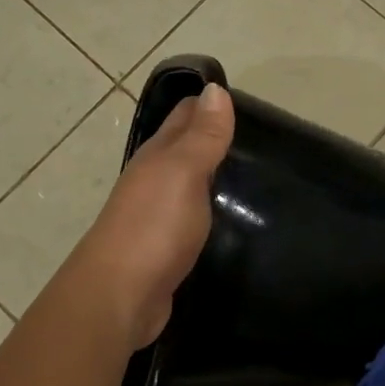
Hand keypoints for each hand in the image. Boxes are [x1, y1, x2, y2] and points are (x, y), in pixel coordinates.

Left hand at [75, 84, 234, 348]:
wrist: (120, 296)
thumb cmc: (153, 227)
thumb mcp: (183, 173)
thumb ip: (202, 136)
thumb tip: (214, 89)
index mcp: (157, 157)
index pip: (185, 116)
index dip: (211, 104)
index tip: (249, 101)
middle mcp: (153, 180)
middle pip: (185, 149)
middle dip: (215, 138)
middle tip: (264, 138)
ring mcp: (157, 216)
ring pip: (189, 185)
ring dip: (214, 176)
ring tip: (256, 175)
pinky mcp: (165, 249)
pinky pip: (191, 218)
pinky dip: (210, 210)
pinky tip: (231, 217)